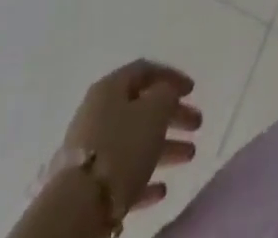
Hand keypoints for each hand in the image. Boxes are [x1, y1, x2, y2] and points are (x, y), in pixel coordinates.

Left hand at [58, 60, 202, 214]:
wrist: (79, 207)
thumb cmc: (121, 147)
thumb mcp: (154, 111)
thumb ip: (166, 95)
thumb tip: (166, 93)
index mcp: (110, 88)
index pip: (145, 70)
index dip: (171, 76)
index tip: (193, 90)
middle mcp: (99, 113)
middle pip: (142, 108)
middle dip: (173, 115)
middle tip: (197, 124)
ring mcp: (93, 150)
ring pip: (136, 142)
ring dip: (165, 147)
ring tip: (190, 155)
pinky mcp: (91, 185)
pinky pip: (124, 174)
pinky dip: (145, 177)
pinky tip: (162, 189)